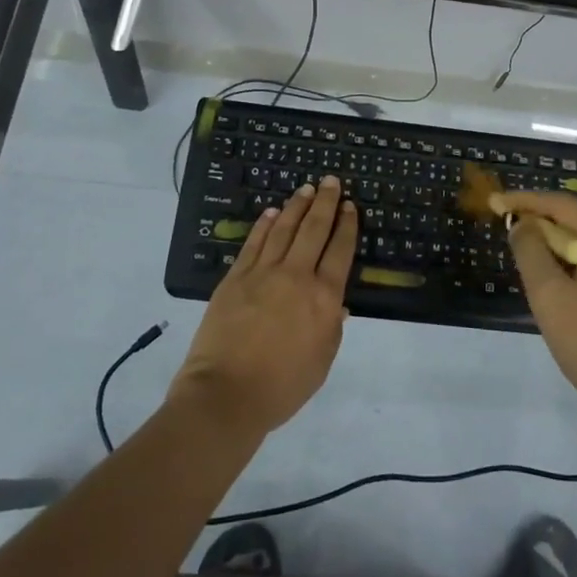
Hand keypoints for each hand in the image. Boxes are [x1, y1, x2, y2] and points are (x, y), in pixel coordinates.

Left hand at [170, 177, 356, 437]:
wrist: (226, 394)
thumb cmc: (282, 386)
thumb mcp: (321, 362)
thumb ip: (332, 328)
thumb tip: (338, 303)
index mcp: (323, 298)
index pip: (340, 251)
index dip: (347, 225)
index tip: (350, 206)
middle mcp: (296, 276)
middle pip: (314, 230)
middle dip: (325, 203)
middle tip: (332, 181)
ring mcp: (262, 273)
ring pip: (283, 229)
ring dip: (297, 206)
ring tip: (306, 189)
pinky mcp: (235, 277)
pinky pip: (253, 243)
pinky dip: (264, 225)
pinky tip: (271, 213)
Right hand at [496, 189, 576, 435]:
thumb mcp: (550, 298)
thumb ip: (531, 251)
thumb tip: (523, 224)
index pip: (562, 203)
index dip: (526, 200)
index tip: (497, 202)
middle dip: (547, 218)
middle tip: (515, 228)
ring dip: (568, 239)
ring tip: (538, 253)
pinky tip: (573, 275)